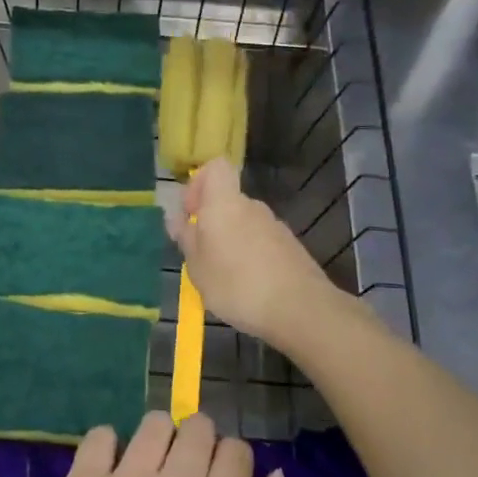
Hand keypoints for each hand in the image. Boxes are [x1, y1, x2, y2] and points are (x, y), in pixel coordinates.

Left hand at [35, 412, 294, 476]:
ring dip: (159, 440)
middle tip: (185, 474)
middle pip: (198, 427)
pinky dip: (108, 446)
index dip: (232, 464)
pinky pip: (101, 434)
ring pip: (155, 423)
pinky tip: (111, 471)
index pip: (236, 450)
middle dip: (199, 444)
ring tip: (149, 470)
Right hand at [168, 158, 333, 349]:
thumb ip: (186, 238)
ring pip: (243, 224)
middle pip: (227, 200)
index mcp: (225, 203)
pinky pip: (260, 243)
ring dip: (230, 242)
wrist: (299, 309)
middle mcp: (252, 206)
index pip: (215, 167)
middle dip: (211, 222)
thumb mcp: (197, 266)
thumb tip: (178, 219)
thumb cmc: (236, 284)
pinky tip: (247, 287)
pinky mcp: (290, 247)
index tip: (190, 213)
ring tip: (222, 278)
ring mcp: (274, 226)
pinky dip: (250, 257)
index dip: (198, 183)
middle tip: (199, 256)